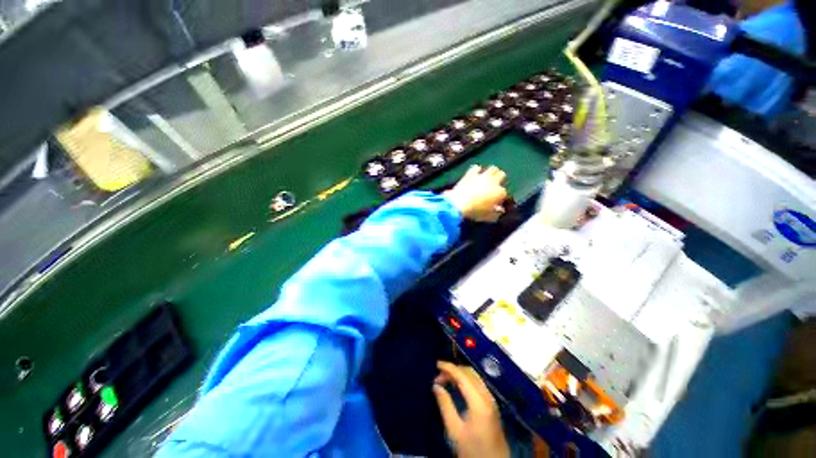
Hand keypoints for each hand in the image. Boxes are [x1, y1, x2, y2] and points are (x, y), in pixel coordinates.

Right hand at [433, 361, 509, 457]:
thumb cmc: (472, 450)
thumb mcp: (455, 431)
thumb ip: (445, 405)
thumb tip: (436, 385)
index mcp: (479, 402)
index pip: (463, 376)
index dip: (449, 367)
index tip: (436, 364)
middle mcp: (487, 396)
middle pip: (470, 373)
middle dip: (453, 370)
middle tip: (438, 376)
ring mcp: (491, 400)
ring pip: (475, 377)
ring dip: (460, 374)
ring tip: (445, 379)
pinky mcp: (492, 405)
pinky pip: (478, 383)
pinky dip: (466, 379)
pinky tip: (457, 385)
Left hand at [444, 165, 508, 221]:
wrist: (458, 204)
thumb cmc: (475, 212)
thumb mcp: (488, 217)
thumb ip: (496, 214)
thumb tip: (499, 210)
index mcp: (500, 192)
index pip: (504, 193)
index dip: (500, 198)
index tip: (496, 203)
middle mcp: (493, 181)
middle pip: (502, 175)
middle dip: (500, 180)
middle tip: (494, 187)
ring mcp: (482, 176)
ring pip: (493, 168)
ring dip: (491, 173)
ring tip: (487, 179)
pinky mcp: (470, 174)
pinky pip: (476, 168)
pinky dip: (477, 171)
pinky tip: (475, 175)